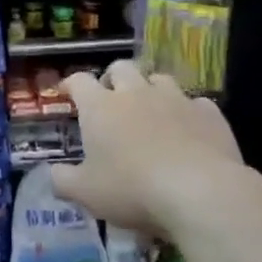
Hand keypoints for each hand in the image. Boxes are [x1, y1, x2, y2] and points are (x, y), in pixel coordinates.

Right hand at [50, 61, 241, 238]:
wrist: (200, 192)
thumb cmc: (131, 189)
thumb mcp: (85, 193)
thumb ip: (63, 180)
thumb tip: (52, 173)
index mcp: (100, 108)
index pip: (79, 81)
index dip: (70, 84)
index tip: (66, 92)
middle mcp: (136, 94)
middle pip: (121, 68)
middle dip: (113, 79)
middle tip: (110, 100)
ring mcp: (176, 99)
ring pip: (159, 79)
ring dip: (150, 90)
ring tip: (150, 112)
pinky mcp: (209, 113)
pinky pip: (195, 103)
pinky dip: (186, 113)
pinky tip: (188, 131)